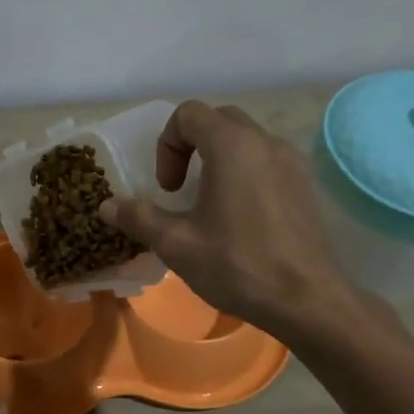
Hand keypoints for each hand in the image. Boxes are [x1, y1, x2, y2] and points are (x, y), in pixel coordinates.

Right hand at [98, 100, 362, 338]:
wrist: (307, 300)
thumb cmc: (237, 265)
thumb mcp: (176, 244)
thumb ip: (139, 218)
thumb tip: (107, 206)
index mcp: (232, 146)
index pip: (189, 114)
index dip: (167, 145)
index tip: (167, 188)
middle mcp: (265, 142)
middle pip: (218, 120)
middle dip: (191, 146)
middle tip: (181, 189)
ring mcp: (292, 161)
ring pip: (246, 139)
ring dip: (219, 159)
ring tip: (209, 203)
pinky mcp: (307, 184)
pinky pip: (268, 161)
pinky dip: (245, 173)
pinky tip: (241, 217)